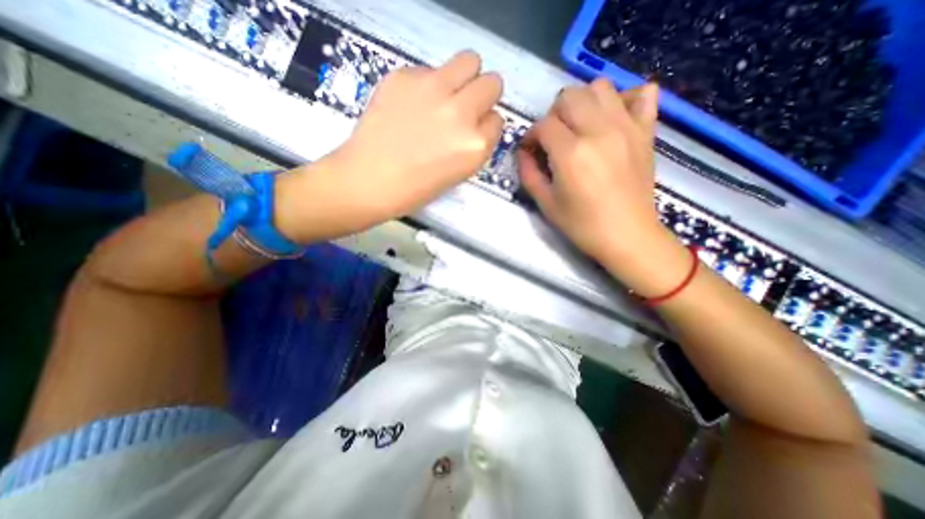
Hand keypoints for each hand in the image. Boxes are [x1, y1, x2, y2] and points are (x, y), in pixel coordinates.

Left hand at [277, 50, 501, 241]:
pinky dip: (426, 84)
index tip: (472, 130)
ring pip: (469, 61)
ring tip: (444, 96)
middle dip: (482, 95)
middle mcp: (461, 113)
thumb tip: (478, 121)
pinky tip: (410, 104)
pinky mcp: (405, 75)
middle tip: (464, 107)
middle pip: (492, 82)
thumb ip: (474, 144)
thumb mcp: (459, 173)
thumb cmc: (416, 188)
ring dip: (463, 78)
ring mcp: (433, 89)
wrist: (369, 181)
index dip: (484, 124)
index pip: (497, 119)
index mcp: (475, 145)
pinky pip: (429, 69)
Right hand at [519, 77, 686, 294]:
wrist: (628, 236)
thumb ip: (529, 173)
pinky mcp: (646, 131)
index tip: (530, 149)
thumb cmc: (582, 225)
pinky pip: (642, 93)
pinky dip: (625, 98)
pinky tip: (614, 117)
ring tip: (579, 125)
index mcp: (571, 153)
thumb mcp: (546, 204)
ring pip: (601, 87)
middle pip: (570, 96)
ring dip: (583, 101)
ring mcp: (627, 127)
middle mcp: (599, 131)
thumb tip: (524, 152)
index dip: (531, 135)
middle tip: (553, 138)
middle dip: (554, 114)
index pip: (543, 125)